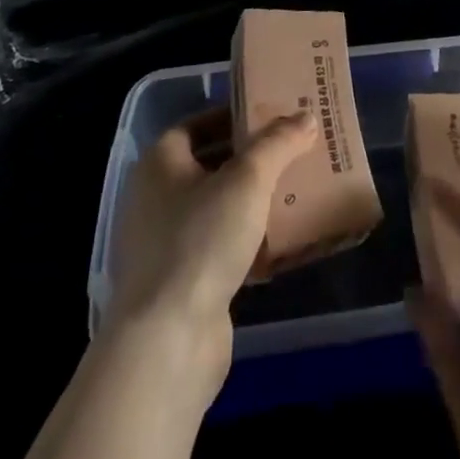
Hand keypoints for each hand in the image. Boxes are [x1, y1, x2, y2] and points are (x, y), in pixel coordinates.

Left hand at [105, 108, 316, 397]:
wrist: (168, 343)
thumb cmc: (201, 240)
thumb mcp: (249, 179)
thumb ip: (278, 143)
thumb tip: (305, 116)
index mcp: (159, 164)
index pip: (196, 125)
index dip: (232, 116)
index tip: (270, 115)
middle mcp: (154, 200)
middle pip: (209, 166)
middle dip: (250, 159)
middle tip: (291, 149)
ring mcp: (164, 247)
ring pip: (217, 209)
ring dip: (252, 201)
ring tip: (295, 189)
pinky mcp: (180, 286)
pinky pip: (220, 249)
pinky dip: (248, 241)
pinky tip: (283, 242)